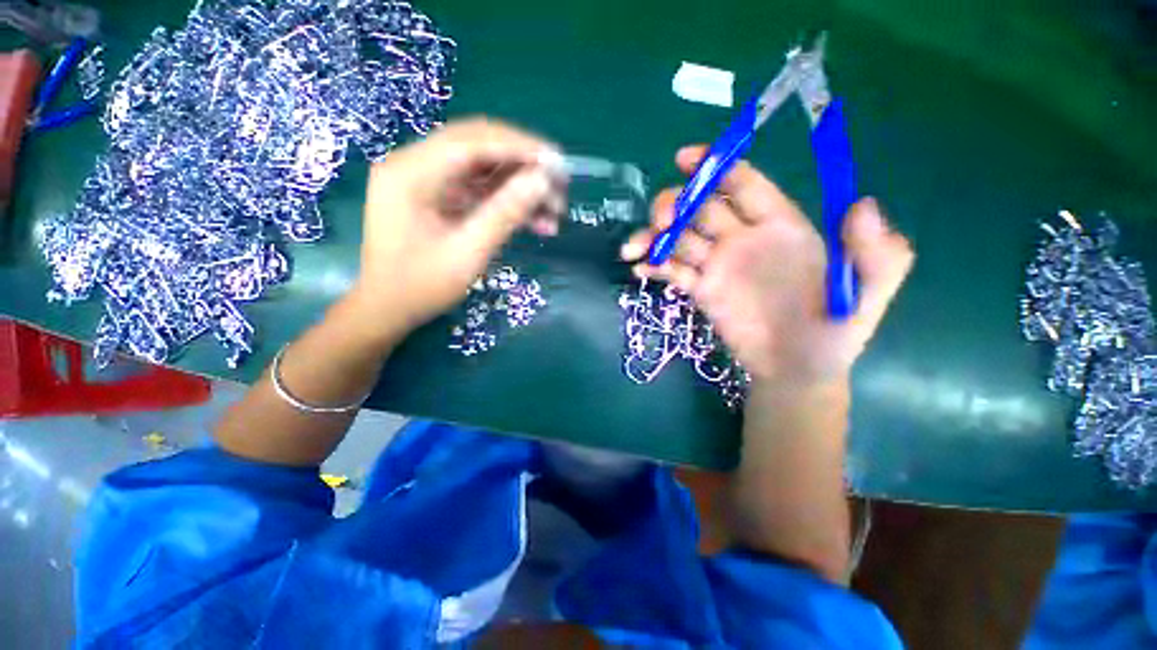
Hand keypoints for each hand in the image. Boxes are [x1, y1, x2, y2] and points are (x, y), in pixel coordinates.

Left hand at [346, 118, 565, 342]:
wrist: (388, 309)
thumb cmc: (421, 287)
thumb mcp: (468, 252)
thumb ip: (505, 213)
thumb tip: (542, 181)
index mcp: (411, 173)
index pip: (472, 141)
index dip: (519, 147)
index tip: (557, 162)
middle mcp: (415, 165)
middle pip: (479, 147)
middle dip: (524, 165)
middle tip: (559, 185)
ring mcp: (426, 180)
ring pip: (484, 170)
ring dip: (520, 187)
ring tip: (554, 212)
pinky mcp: (437, 197)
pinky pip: (479, 190)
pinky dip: (508, 203)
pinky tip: (536, 222)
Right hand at [621, 145, 913, 389]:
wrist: (796, 369)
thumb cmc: (834, 333)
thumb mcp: (868, 293)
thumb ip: (876, 252)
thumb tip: (864, 205)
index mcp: (779, 226)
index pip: (743, 184)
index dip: (716, 167)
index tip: (685, 159)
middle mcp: (742, 239)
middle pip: (700, 207)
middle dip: (675, 205)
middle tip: (661, 219)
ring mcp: (717, 265)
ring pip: (678, 238)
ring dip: (654, 235)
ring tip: (636, 247)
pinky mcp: (700, 290)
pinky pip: (672, 271)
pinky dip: (653, 266)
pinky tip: (640, 270)